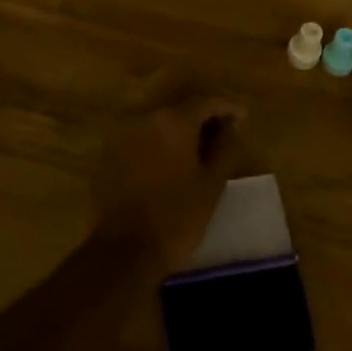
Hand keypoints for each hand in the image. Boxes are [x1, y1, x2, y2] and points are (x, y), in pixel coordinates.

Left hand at [92, 88, 246, 267]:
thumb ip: (226, 147)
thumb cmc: (176, 217)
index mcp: (173, 120)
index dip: (229, 107)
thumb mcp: (212, 184)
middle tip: (224, 134)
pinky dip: (159, 141)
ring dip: (180, 129)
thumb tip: (231, 127)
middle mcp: (143, 116)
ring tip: (199, 150)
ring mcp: (121, 133)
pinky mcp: (108, 152)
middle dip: (204, 117)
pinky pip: (140, 136)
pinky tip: (171, 161)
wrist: (123, 250)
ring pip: (159, 120)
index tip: (243, 119)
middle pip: (181, 106)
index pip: (207, 100)